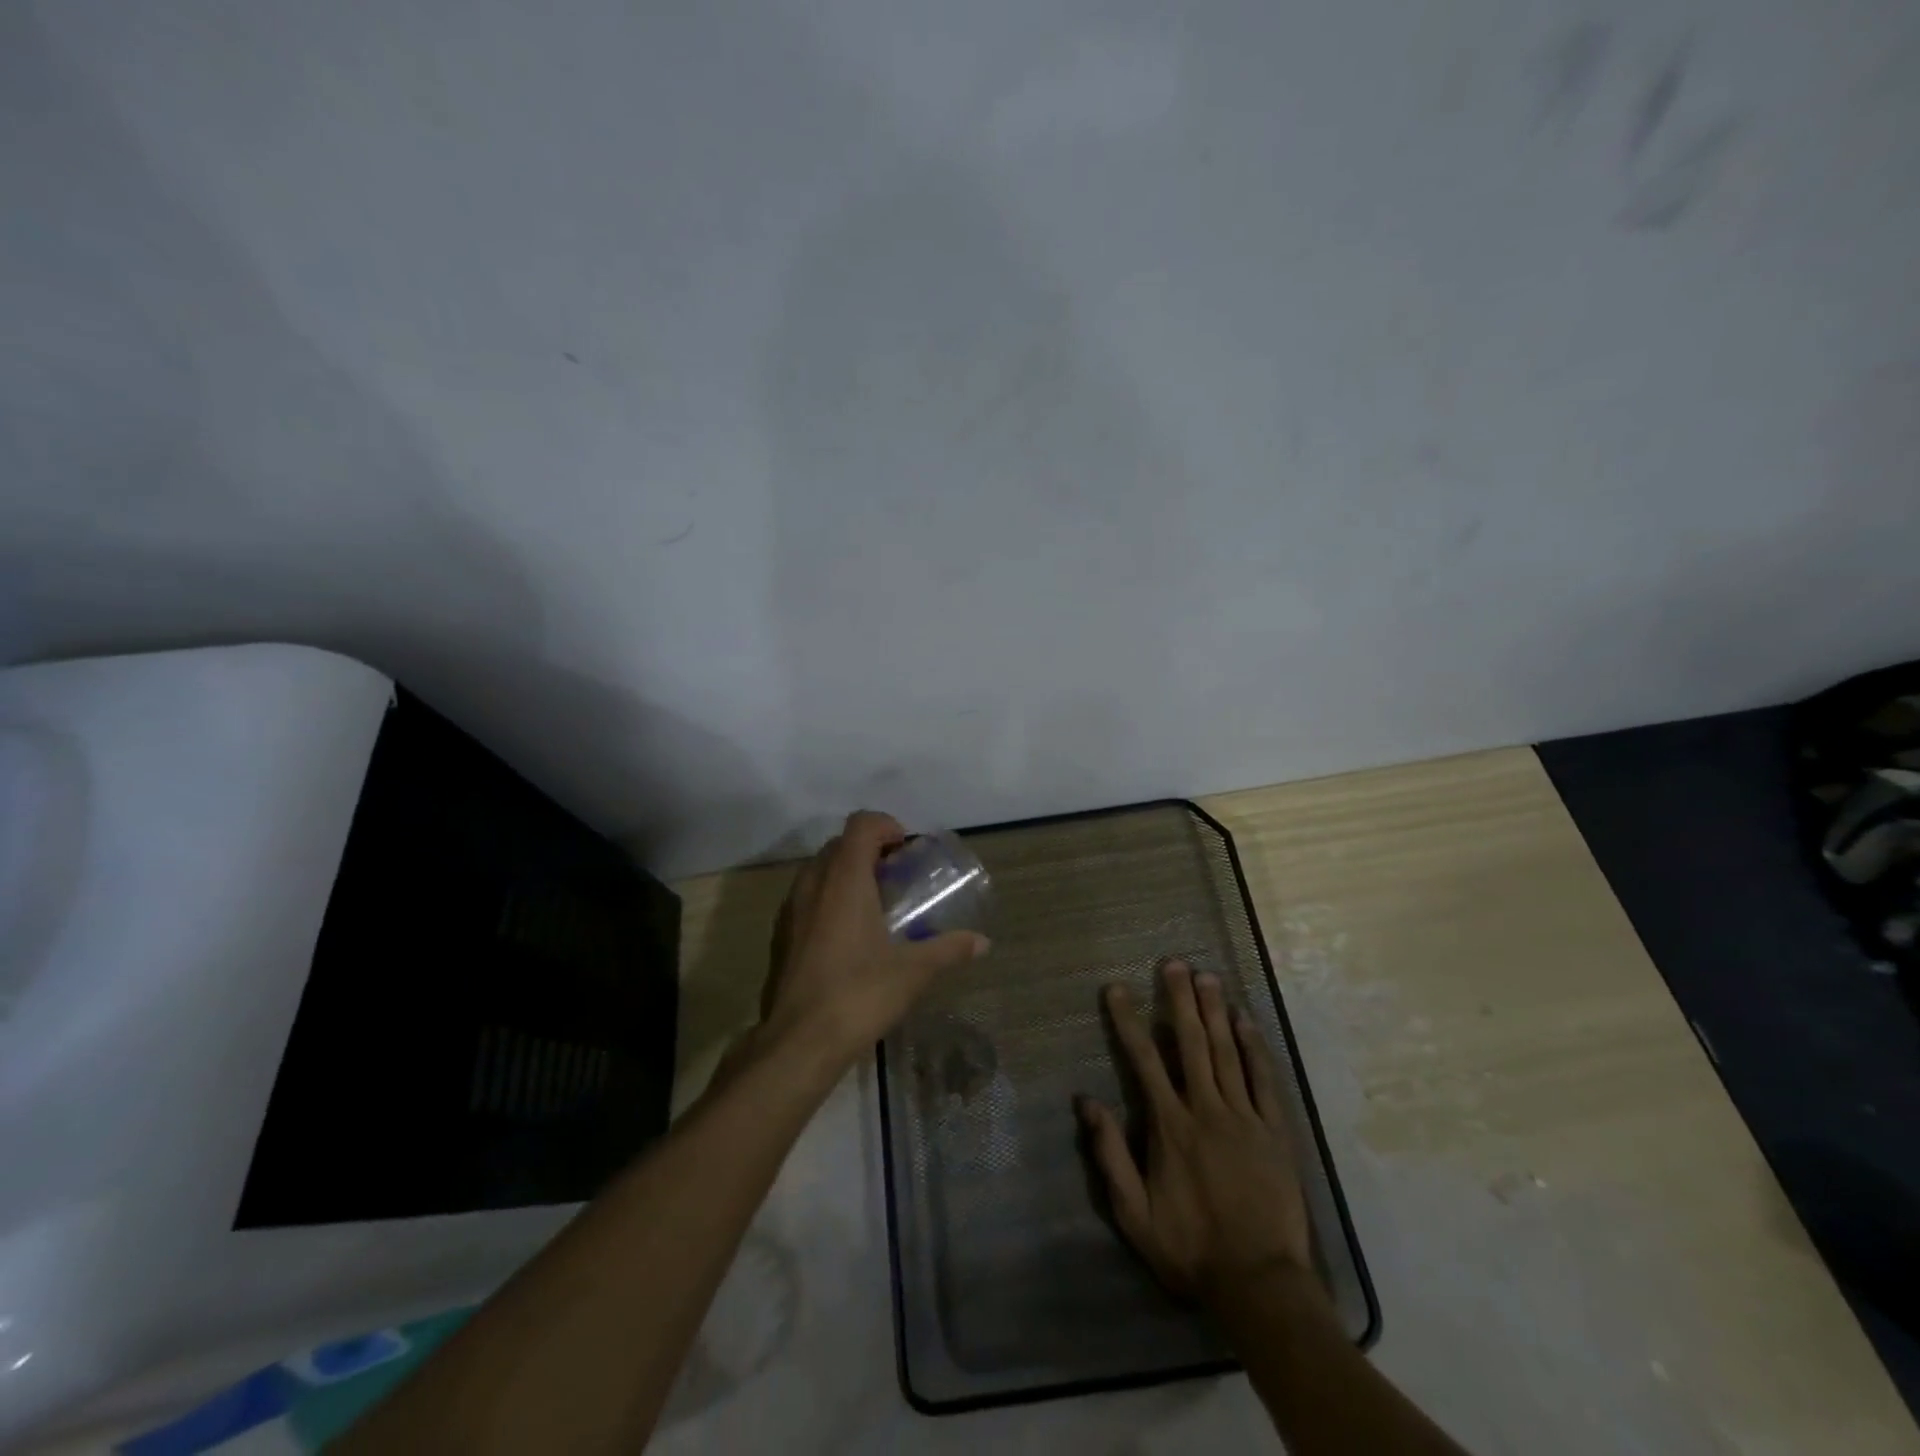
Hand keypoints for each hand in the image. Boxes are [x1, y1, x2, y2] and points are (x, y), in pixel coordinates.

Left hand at [758, 811, 988, 1064]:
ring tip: (874, 904)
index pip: (861, 824)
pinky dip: (828, 898)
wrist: (799, 1042)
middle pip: (839, 844)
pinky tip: (848, 935)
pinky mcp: (781, 935)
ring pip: (819, 870)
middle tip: (896, 876)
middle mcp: (814, 884)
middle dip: (868, 850)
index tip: (906, 850)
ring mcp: (791, 909)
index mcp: (845, 880)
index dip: (886, 826)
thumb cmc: (860, 994)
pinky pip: (806, 898)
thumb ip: (949, 949)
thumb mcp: (914, 971)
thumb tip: (983, 942)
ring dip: (846, 874)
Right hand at [1078, 959, 1318, 1310]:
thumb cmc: (1192, 1249)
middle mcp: (1206, 1110)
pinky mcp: (1274, 1131)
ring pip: (1226, 1052)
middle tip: (1173, 963)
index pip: (1144, 1061)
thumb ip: (1110, 1155)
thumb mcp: (1135, 1214)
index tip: (1116, 988)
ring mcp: (1245, 1117)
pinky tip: (1245, 1020)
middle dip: (1179, 1000)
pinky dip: (1254, 1047)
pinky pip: (1263, 1080)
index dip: (1128, 1021)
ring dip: (1214, 1011)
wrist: (1261, 1285)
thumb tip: (1086, 1102)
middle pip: (1191, 1043)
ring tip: (1206, 976)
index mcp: (1170, 1127)